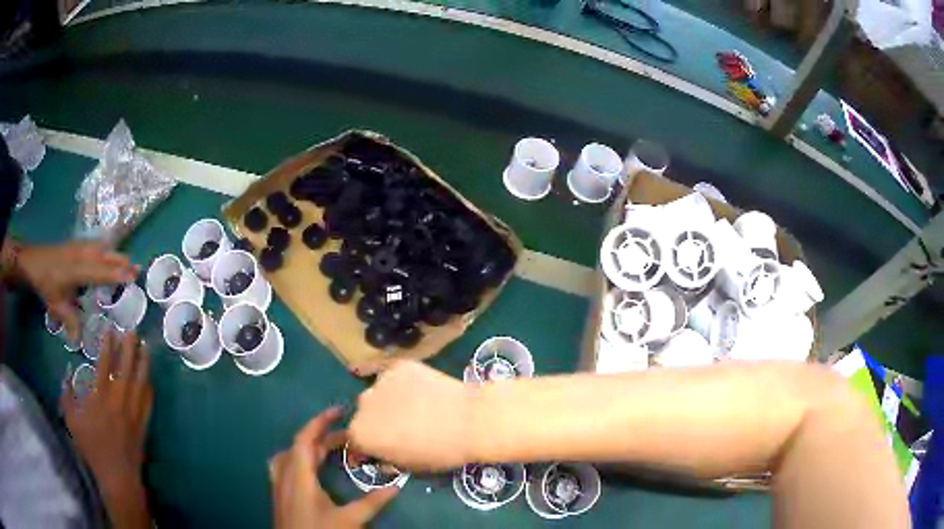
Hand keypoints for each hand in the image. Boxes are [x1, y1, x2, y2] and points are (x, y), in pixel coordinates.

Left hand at [17, 241, 135, 341]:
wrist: (33, 261)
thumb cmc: (45, 283)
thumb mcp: (56, 306)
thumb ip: (71, 321)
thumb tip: (80, 342)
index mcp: (77, 269)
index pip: (101, 270)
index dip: (117, 273)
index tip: (133, 276)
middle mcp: (81, 254)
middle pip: (105, 254)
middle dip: (121, 261)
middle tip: (137, 270)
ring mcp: (80, 247)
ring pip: (102, 247)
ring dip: (115, 254)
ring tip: (127, 262)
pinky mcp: (77, 245)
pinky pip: (96, 244)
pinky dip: (107, 249)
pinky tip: (109, 253)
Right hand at [61, 331, 151, 528]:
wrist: (117, 478)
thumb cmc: (92, 449)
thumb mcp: (71, 420)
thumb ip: (66, 395)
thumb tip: (66, 374)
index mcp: (100, 398)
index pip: (105, 363)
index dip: (108, 344)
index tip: (110, 328)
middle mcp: (119, 401)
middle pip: (126, 368)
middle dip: (130, 346)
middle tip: (133, 329)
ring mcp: (133, 413)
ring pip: (140, 382)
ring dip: (143, 362)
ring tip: (145, 346)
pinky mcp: (143, 425)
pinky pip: (148, 402)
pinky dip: (149, 387)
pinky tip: (149, 378)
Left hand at [270, 407, 397, 528]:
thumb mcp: (350, 520)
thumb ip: (371, 502)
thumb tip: (395, 486)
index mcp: (299, 475)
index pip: (305, 439)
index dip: (320, 421)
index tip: (339, 411)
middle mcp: (285, 474)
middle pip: (301, 446)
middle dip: (324, 438)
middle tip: (349, 438)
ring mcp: (279, 483)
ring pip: (290, 454)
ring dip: (309, 447)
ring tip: (329, 449)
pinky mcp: (279, 493)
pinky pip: (283, 465)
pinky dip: (296, 458)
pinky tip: (307, 468)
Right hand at [349, 360, 476, 471]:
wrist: (470, 421)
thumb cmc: (440, 452)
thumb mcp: (408, 467)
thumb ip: (385, 459)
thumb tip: (380, 455)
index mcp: (360, 434)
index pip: (355, 440)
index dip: (369, 446)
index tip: (383, 448)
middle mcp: (362, 405)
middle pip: (364, 414)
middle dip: (377, 422)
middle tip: (402, 427)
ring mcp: (380, 381)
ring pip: (378, 393)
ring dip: (388, 400)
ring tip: (415, 406)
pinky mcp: (399, 364)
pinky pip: (392, 373)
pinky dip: (398, 380)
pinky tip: (412, 385)